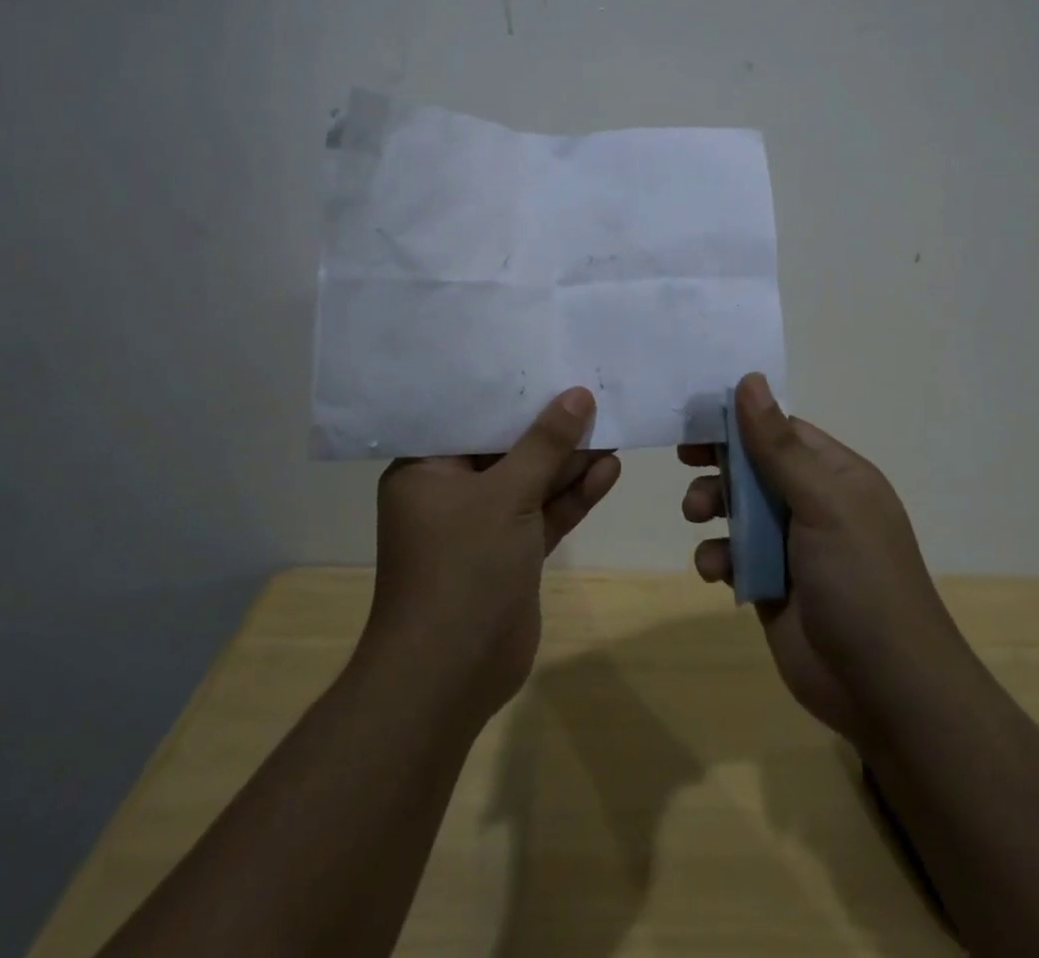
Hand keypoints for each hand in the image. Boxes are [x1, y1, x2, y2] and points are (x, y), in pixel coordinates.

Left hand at [366, 389, 620, 725]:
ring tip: (612, 424)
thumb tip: (579, 395)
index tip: (548, 362)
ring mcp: (483, 525)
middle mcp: (451, 491)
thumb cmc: (462, 568)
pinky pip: (544, 514)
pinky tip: (610, 469)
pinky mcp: (511, 554)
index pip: (470, 416)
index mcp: (427, 469)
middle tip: (592, 391)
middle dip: (549, 426)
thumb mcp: (506, 495)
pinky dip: (573, 495)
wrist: (450, 677)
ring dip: (568, 461)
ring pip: (531, 481)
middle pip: (506, 447)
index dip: (511, 392)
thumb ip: (545, 445)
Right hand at [681, 374, 964, 750]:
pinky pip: (733, 556)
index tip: (697, 418)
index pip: (781, 431)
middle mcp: (814, 505)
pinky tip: (715, 571)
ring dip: (712, 508)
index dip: (740, 421)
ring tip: (697, 516)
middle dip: (720, 465)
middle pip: (754, 467)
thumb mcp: (822, 503)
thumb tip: (749, 380)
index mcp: (836, 476)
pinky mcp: (771, 586)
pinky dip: (718, 557)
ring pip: (738, 510)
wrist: (886, 691)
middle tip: (686, 462)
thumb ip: (779, 446)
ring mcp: (792, 547)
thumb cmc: (860, 580)